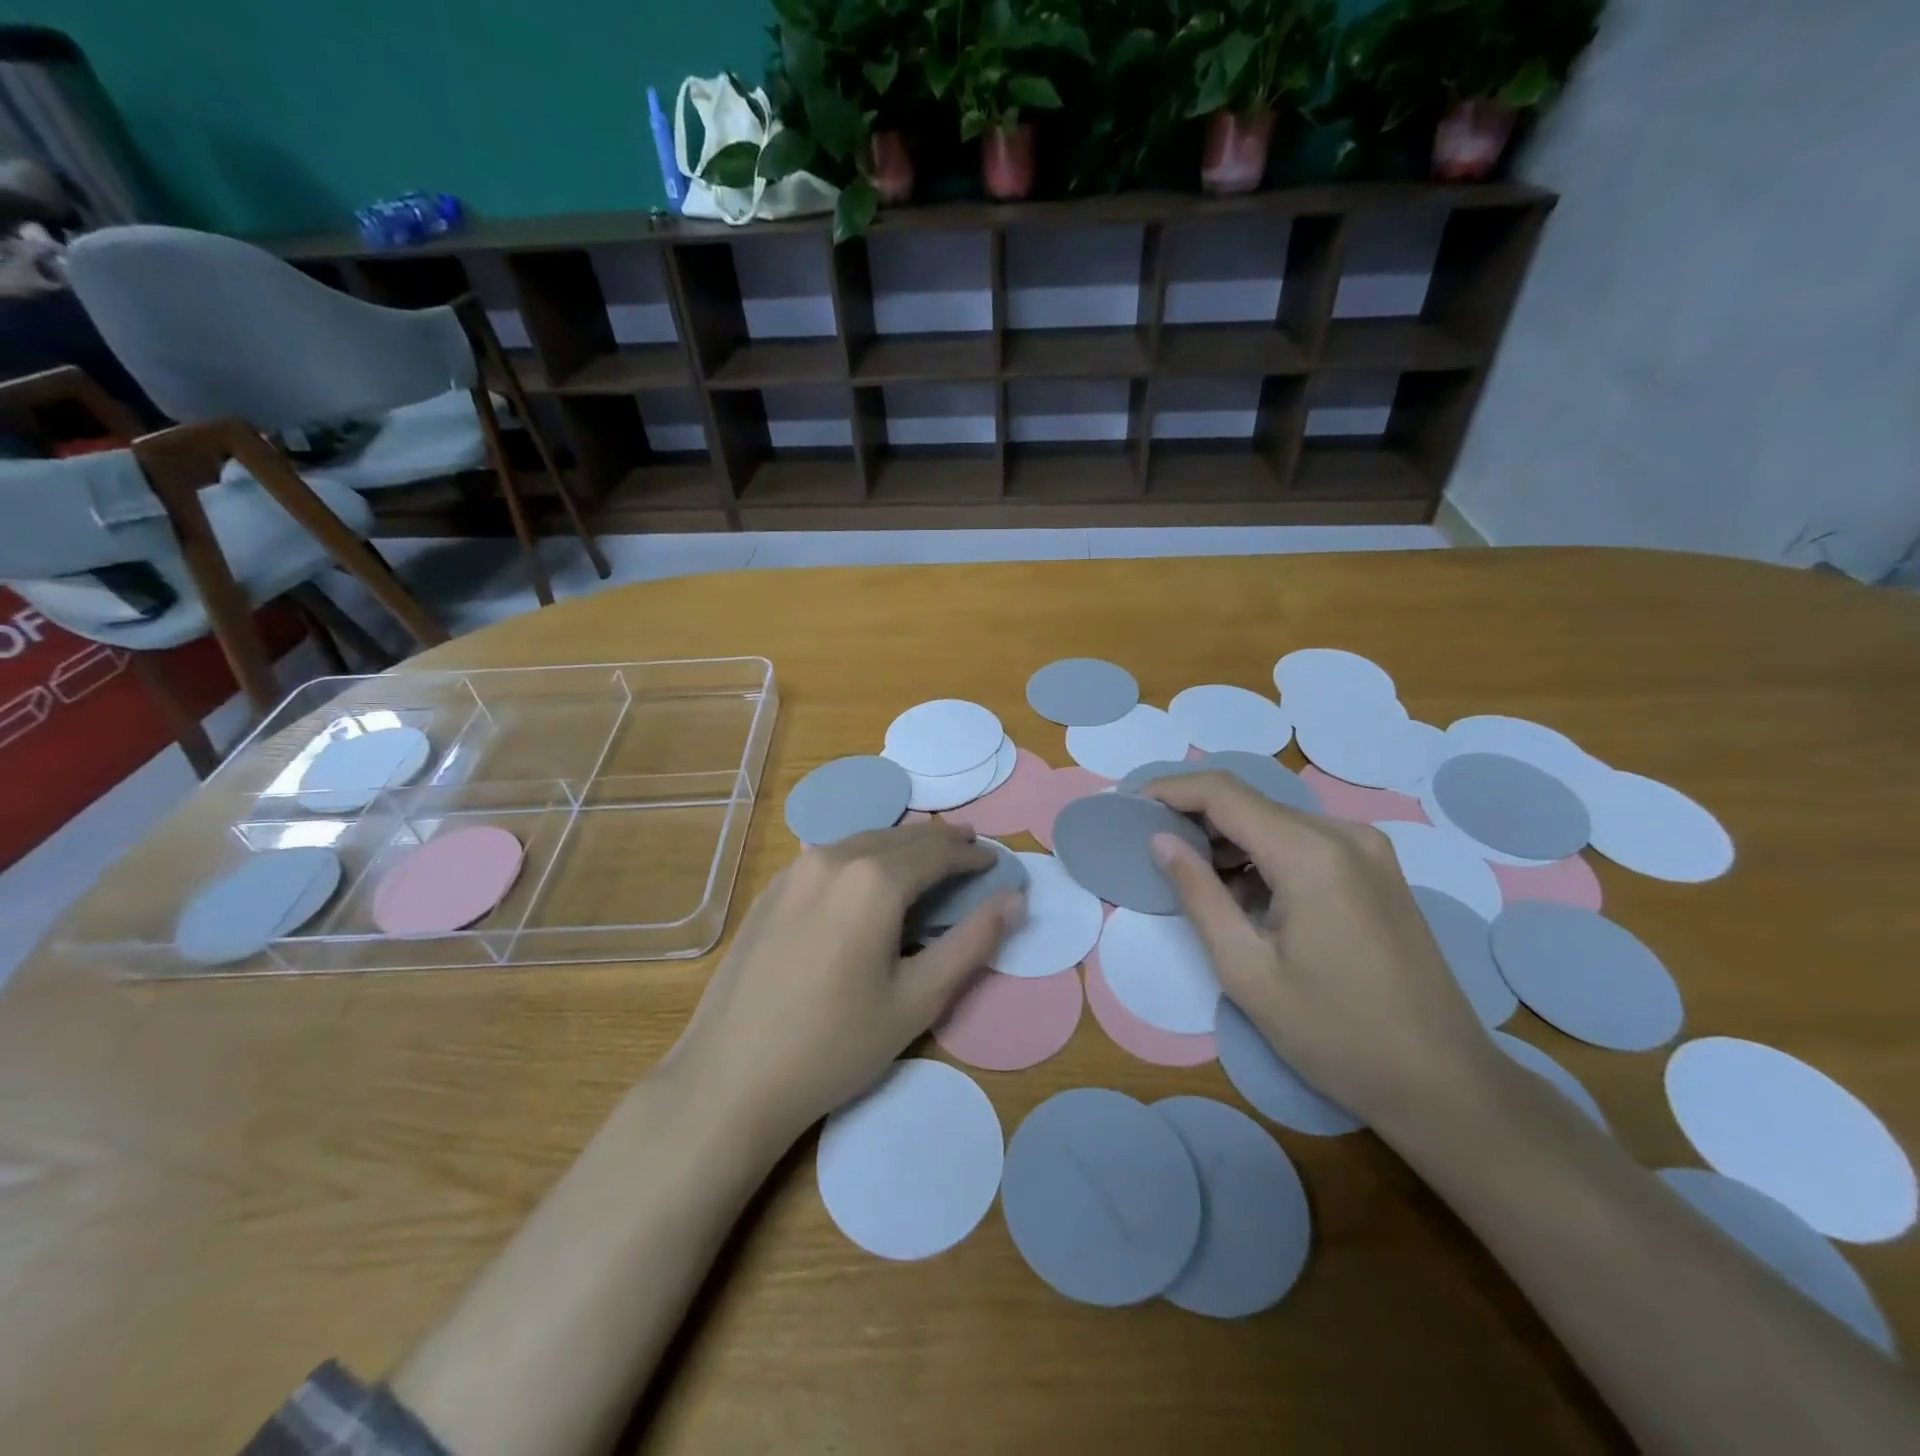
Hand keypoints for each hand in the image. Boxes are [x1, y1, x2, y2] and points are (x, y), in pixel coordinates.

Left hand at [665, 820, 1022, 1149]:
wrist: (730, 1077)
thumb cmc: (834, 1045)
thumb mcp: (917, 1000)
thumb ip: (971, 944)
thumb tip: (1014, 900)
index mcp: (874, 880)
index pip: (937, 852)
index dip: (971, 855)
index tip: (996, 861)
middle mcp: (834, 858)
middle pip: (900, 838)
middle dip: (940, 841)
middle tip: (970, 847)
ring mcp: (796, 870)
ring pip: (863, 841)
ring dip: (902, 845)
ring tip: (927, 855)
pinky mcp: (772, 890)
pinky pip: (832, 857)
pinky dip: (864, 856)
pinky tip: (869, 874)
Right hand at [1143, 773, 1495, 1135]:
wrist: (1446, 1084)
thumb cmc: (1336, 1035)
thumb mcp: (1247, 971)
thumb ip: (1198, 895)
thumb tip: (1160, 841)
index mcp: (1311, 855)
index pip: (1224, 793)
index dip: (1170, 790)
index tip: (1129, 806)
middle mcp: (1344, 835)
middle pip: (1250, 802)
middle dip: (1194, 816)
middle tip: (1150, 847)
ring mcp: (1368, 850)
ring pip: (1276, 821)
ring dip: (1228, 839)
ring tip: (1190, 876)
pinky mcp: (1377, 871)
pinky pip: (1304, 843)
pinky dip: (1262, 855)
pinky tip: (1242, 894)